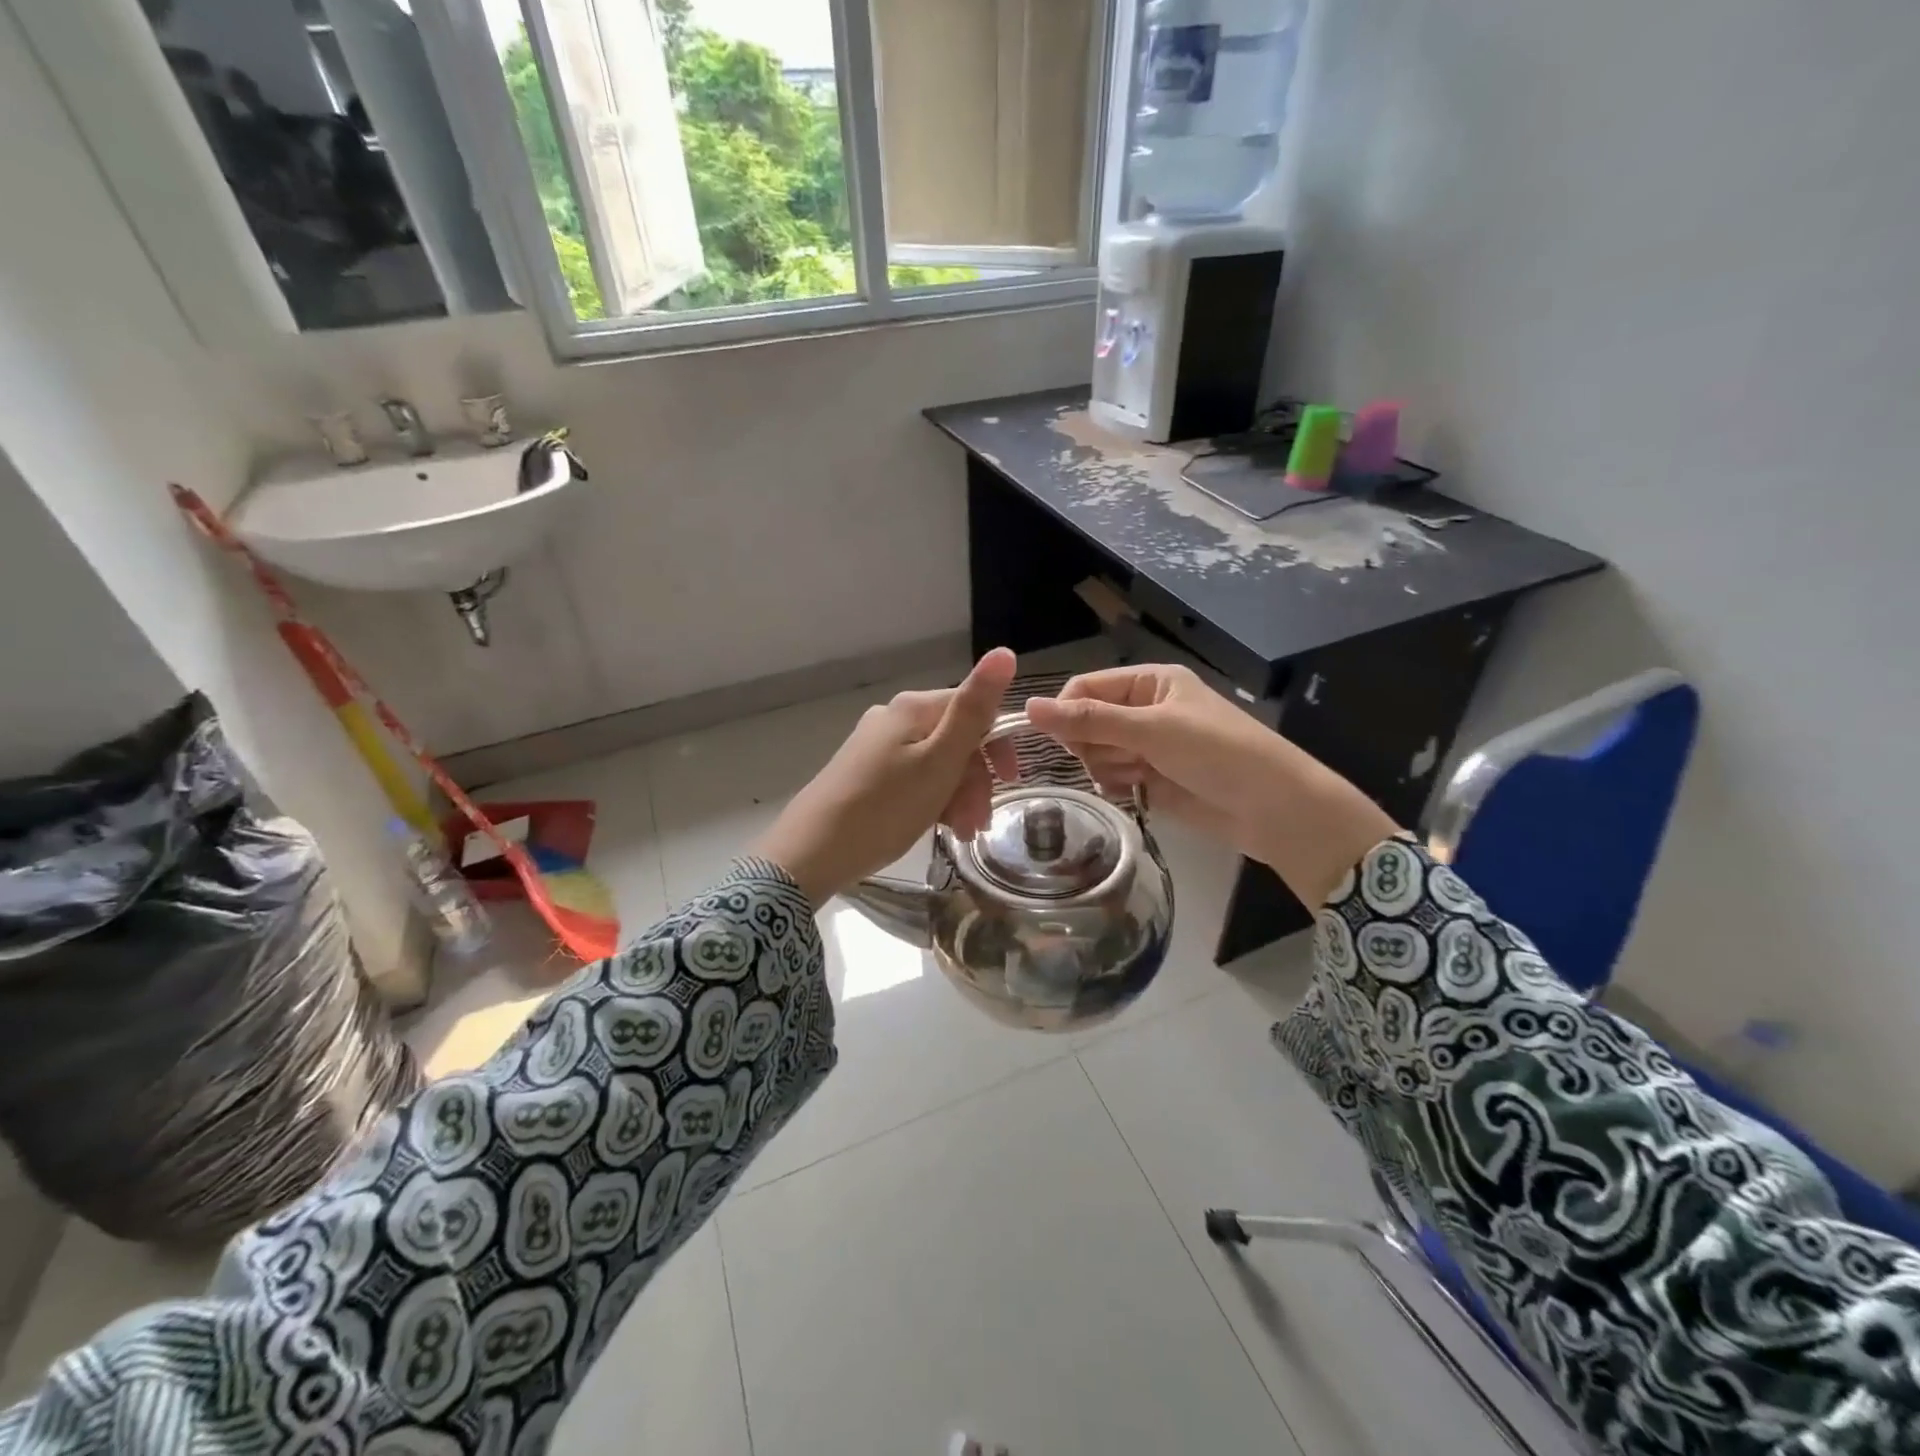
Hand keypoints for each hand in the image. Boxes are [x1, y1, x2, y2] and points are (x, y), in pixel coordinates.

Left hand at [752, 649, 1018, 904]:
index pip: (975, 710)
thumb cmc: (885, 806)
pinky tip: (938, 828)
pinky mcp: (865, 773)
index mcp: (914, 708)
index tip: (1009, 783)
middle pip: (956, 739)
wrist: (812, 852)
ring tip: (961, 833)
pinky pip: (915, 779)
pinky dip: (933, 801)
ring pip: (937, 763)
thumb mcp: (940, 760)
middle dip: (976, 780)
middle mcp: (895, 717)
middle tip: (978, 823)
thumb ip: (974, 709)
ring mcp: (877, 745)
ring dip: (958, 796)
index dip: (997, 746)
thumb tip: (1004, 651)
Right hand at [1024, 663, 1398, 907]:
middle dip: (1096, 744)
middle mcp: (1143, 709)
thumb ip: (1089, 720)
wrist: (1272, 808)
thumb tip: (1029, 707)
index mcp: (1149, 682)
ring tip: (1144, 775)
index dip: (1067, 712)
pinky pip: (1111, 778)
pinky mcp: (1149, 779)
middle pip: (1085, 723)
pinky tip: (1141, 791)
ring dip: (1111, 767)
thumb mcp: (1152, 729)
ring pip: (1095, 754)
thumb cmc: (1217, 752)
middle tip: (1126, 756)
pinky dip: (1119, 786)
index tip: (1064, 740)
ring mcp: (1146, 746)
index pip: (1085, 687)